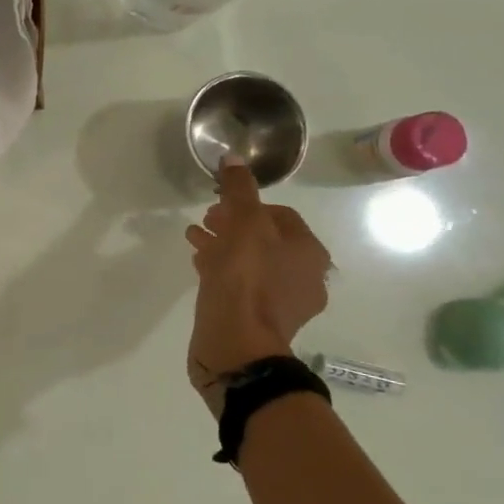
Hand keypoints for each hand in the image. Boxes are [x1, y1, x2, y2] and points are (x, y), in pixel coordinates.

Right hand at [185, 156, 331, 416]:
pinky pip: (242, 287)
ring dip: (225, 247)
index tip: (220, 204)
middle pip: (266, 240)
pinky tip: (200, 268)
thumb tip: (234, 158)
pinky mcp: (259, 323)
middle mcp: (305, 277)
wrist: (236, 346)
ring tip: (195, 240)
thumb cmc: (245, 280)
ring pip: (252, 264)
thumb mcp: (242, 224)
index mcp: (309, 252)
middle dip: (234, 225)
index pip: (280, 215)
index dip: (249, 204)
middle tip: (206, 220)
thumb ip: (239, 190)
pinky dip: (222, 272)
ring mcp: (283, 304)